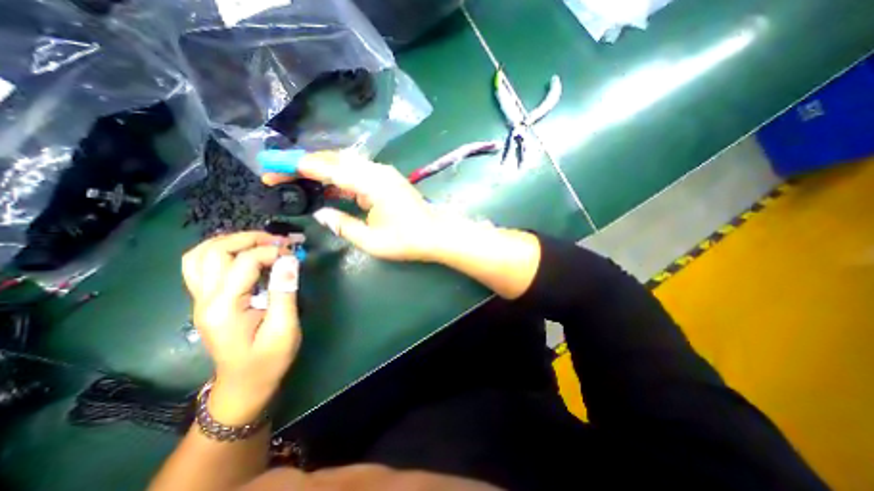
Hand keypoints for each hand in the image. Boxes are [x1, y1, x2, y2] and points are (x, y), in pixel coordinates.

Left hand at [180, 231, 300, 422]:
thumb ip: (284, 292)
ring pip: (201, 255)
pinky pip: (203, 265)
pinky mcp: (207, 300)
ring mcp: (201, 299)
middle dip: (249, 239)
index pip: (243, 262)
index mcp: (223, 307)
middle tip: (278, 241)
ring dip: (232, 242)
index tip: (295, 253)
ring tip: (262, 242)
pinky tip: (246, 254)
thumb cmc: (268, 360)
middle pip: (214, 251)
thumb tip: (289, 260)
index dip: (272, 252)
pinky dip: (223, 252)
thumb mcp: (284, 329)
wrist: (244, 384)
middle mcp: (204, 299)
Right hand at [263, 151, 452, 261]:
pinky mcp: (386, 180)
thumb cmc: (407, 240)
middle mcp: (377, 171)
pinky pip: (356, 174)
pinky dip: (338, 178)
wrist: (436, 234)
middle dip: (305, 164)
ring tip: (296, 179)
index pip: (329, 169)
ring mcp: (383, 174)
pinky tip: (325, 187)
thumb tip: (321, 212)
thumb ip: (343, 225)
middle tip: (279, 173)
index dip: (299, 167)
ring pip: (345, 165)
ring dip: (320, 170)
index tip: (273, 169)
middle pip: (335, 161)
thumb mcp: (371, 240)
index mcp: (372, 183)